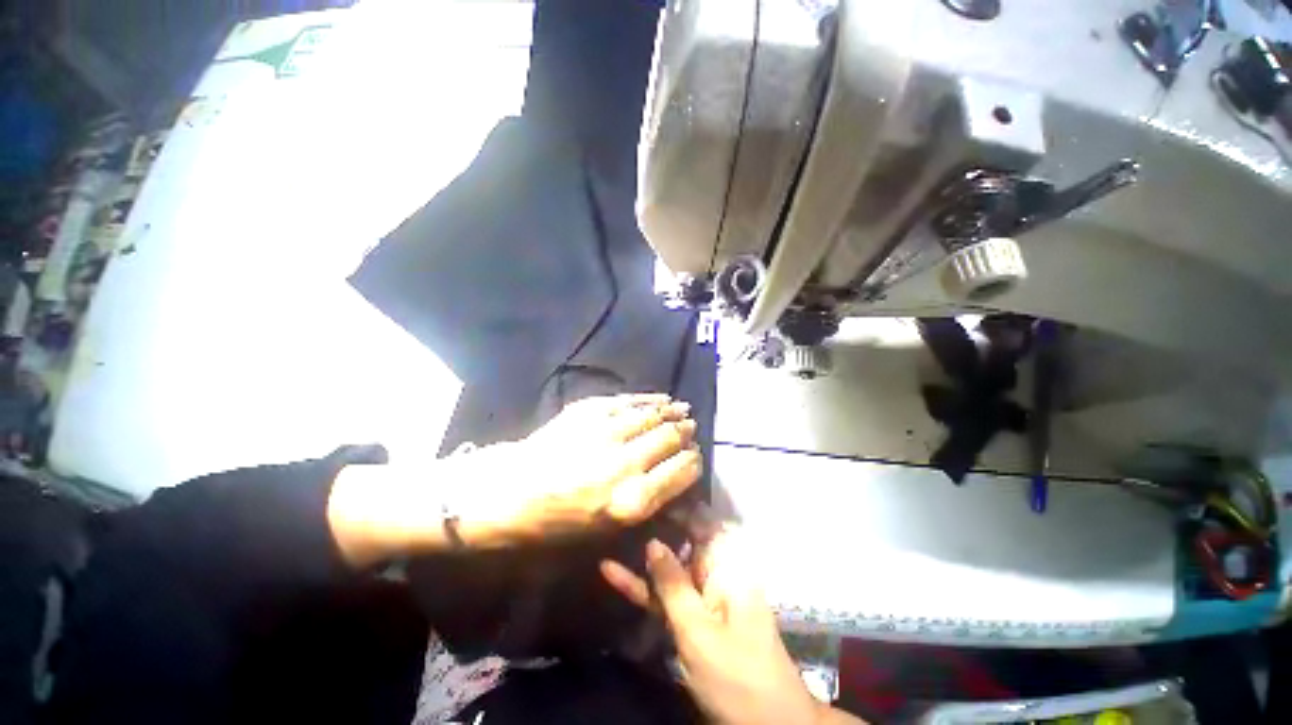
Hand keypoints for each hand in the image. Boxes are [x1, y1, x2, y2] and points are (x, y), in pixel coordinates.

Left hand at [465, 393, 701, 545]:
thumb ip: (647, 501)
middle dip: (685, 433)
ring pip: (653, 415)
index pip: (682, 470)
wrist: (511, 489)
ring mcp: (607, 431)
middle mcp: (625, 463)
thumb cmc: (558, 520)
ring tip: (683, 409)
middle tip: (689, 430)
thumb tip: (674, 473)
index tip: (694, 456)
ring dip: (673, 411)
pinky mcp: (590, 410)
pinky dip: (650, 399)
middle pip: (670, 438)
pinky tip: (662, 398)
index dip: (694, 460)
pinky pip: (629, 401)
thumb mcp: (607, 528)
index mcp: (632, 500)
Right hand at [601, 528, 858, 724]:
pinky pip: (668, 597)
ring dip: (643, 558)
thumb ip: (673, 585)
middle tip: (622, 508)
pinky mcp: (695, 619)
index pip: (702, 522)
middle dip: (655, 526)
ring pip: (671, 570)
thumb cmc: (736, 675)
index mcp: (727, 567)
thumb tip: (652, 542)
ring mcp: (704, 598)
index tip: (649, 492)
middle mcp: (716, 574)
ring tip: (611, 533)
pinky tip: (614, 574)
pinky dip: (645, 588)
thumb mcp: (699, 630)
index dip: (677, 506)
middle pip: (683, 542)